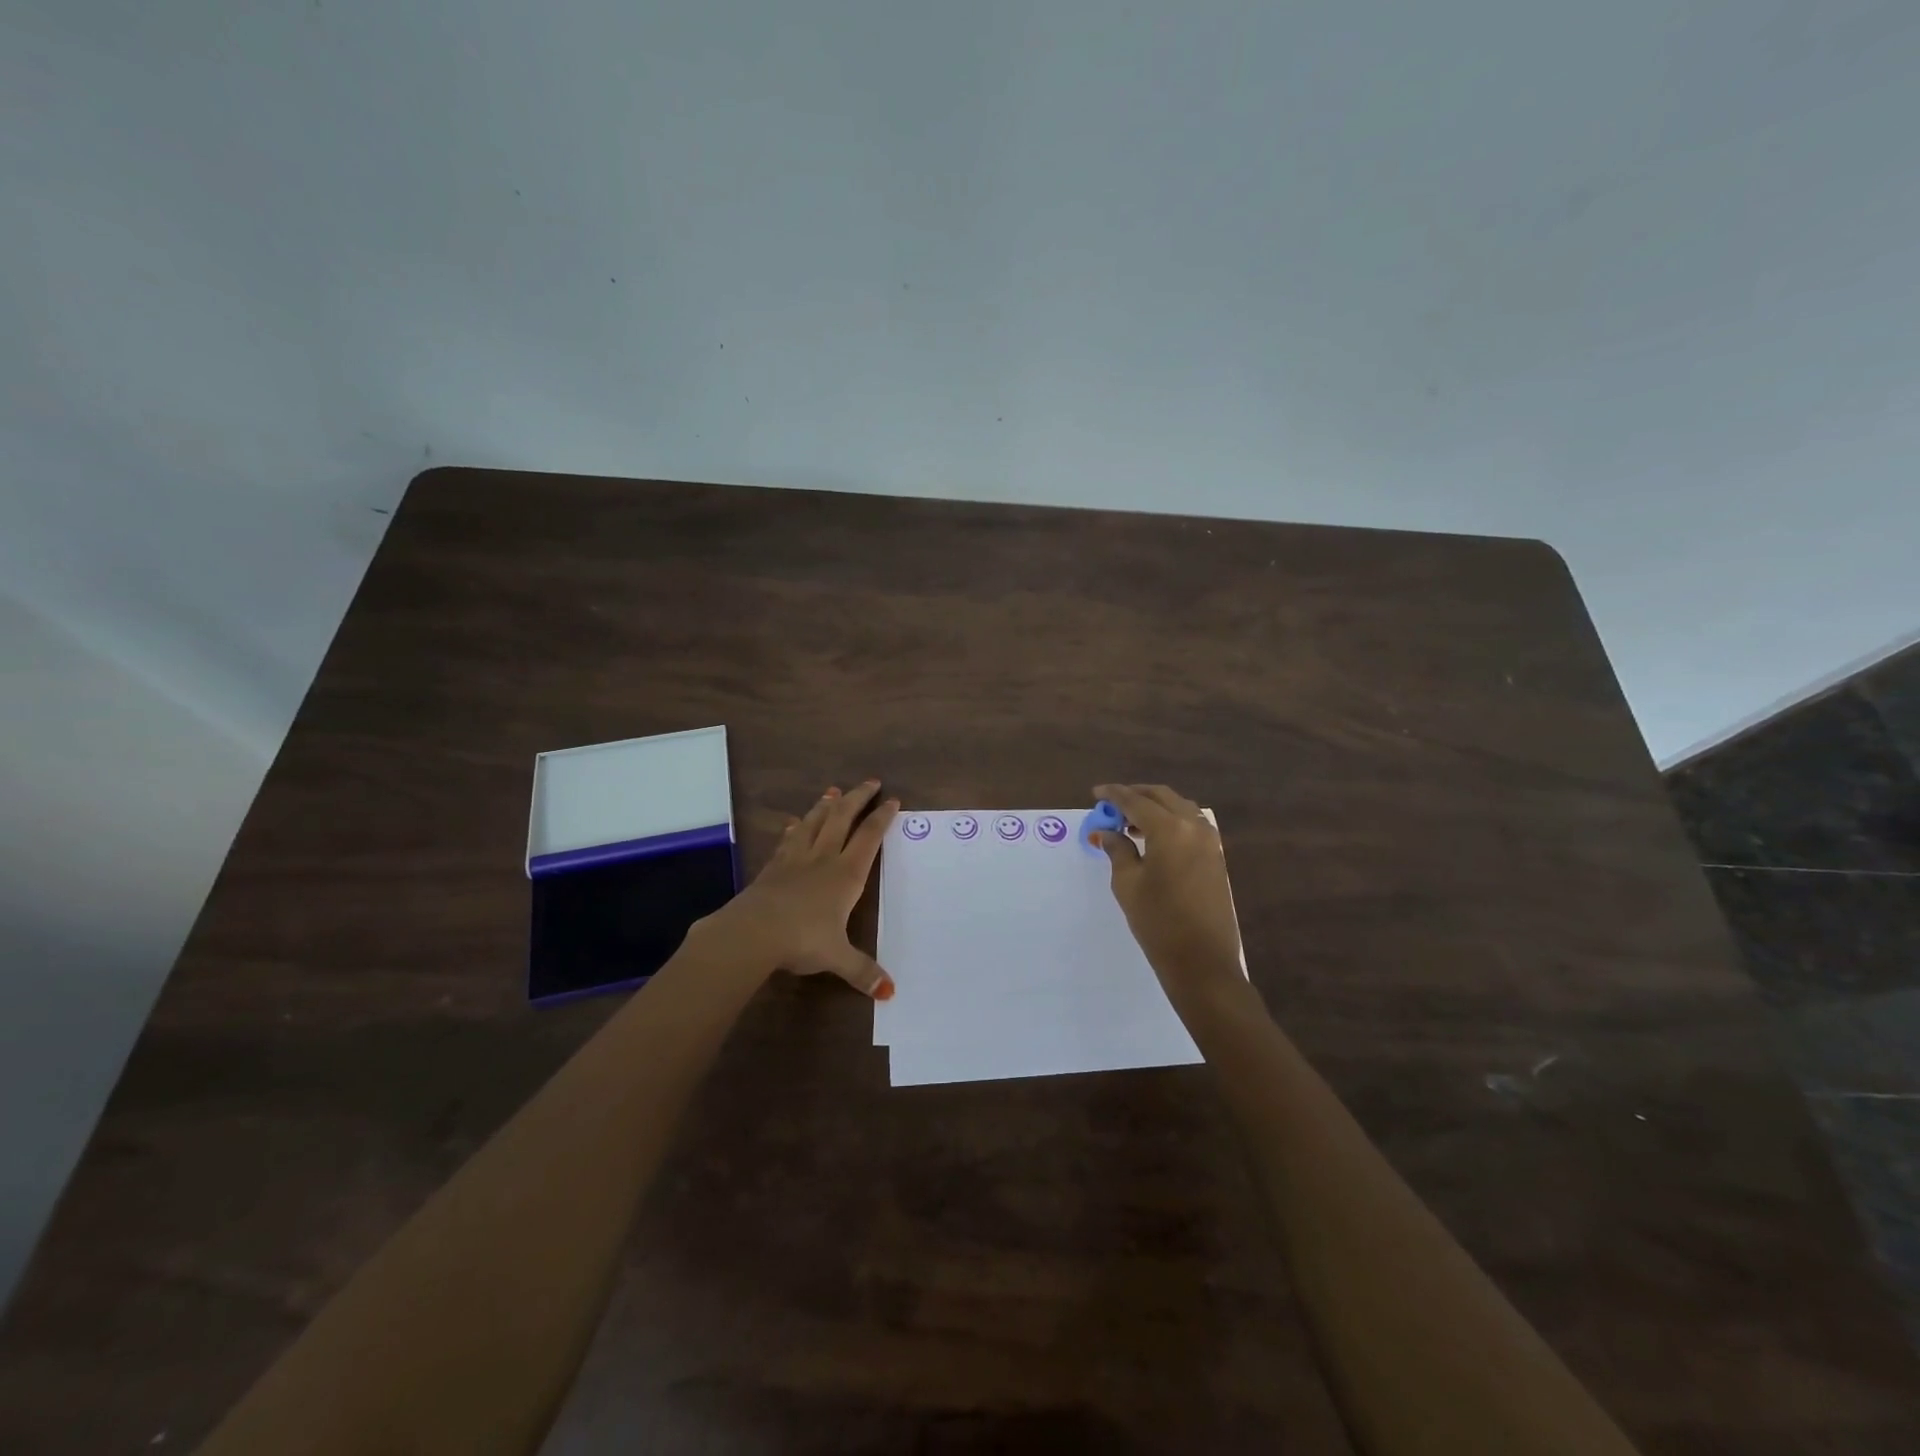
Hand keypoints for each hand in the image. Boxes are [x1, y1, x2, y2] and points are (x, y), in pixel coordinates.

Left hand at [697, 781, 898, 998]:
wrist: (752, 932)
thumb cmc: (802, 940)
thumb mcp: (838, 958)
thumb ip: (863, 971)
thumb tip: (889, 993)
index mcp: (846, 875)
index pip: (869, 837)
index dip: (882, 817)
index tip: (892, 800)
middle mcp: (823, 859)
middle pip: (842, 818)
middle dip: (857, 799)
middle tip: (869, 782)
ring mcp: (795, 860)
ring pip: (814, 822)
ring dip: (825, 806)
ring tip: (833, 792)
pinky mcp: (772, 867)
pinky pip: (788, 840)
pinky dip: (795, 828)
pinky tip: (795, 822)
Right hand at [1091, 783, 1243, 999]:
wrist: (1202, 961)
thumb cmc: (1158, 922)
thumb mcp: (1127, 884)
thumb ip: (1117, 850)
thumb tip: (1108, 833)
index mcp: (1170, 829)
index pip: (1136, 801)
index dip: (1114, 795)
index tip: (1096, 793)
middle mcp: (1194, 826)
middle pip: (1162, 797)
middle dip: (1136, 795)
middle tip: (1112, 804)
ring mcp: (1210, 841)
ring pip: (1180, 807)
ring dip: (1155, 807)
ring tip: (1130, 821)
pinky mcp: (1216, 856)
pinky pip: (1191, 824)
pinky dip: (1171, 821)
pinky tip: (1153, 837)